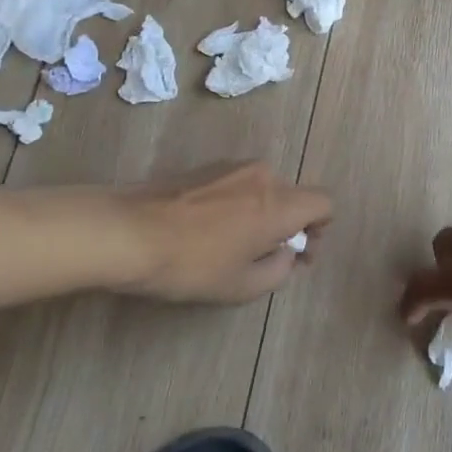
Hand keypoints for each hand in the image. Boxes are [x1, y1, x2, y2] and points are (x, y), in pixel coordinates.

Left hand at [117, 162, 330, 303]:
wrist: (126, 232)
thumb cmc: (191, 264)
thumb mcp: (242, 285)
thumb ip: (279, 270)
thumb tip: (285, 254)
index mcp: (279, 203)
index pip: (324, 202)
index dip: (320, 229)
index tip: (298, 254)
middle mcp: (261, 175)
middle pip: (292, 196)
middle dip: (287, 225)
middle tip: (263, 257)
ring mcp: (230, 166)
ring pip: (262, 189)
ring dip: (260, 214)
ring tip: (230, 245)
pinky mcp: (203, 167)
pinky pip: (236, 184)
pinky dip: (236, 205)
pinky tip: (205, 231)